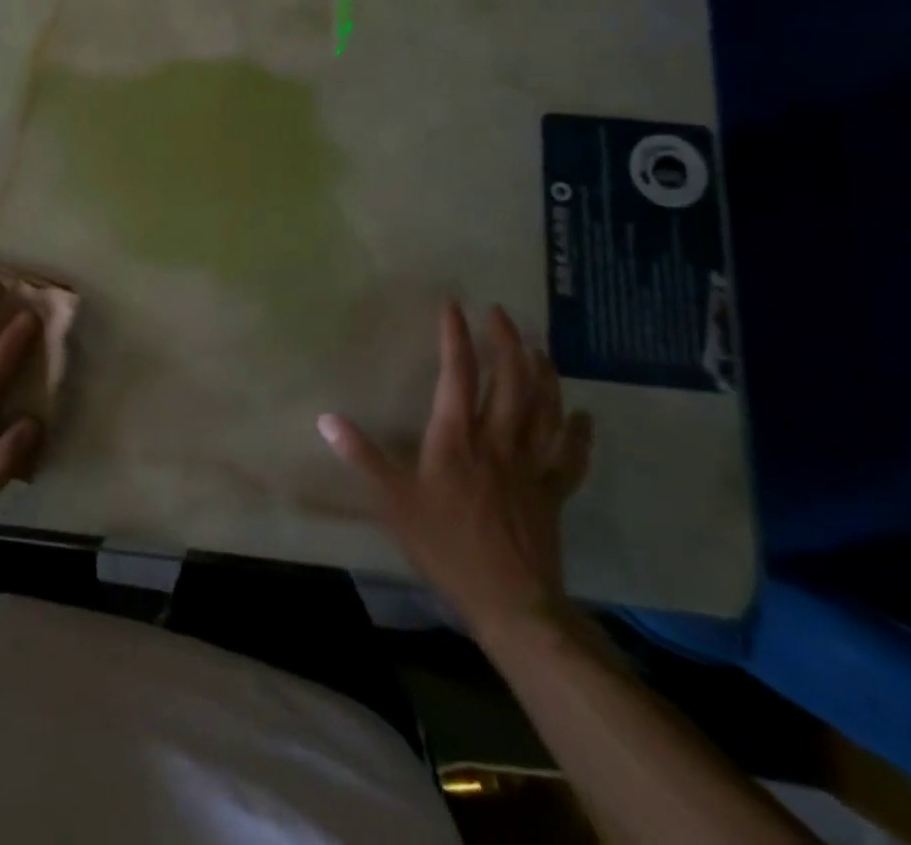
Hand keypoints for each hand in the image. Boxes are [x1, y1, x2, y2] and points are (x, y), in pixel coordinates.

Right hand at [318, 300, 592, 641]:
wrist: (511, 604)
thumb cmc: (446, 547)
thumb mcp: (392, 501)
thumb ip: (362, 456)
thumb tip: (326, 419)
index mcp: (457, 438)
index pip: (457, 375)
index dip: (455, 337)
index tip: (453, 306)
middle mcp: (498, 441)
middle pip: (511, 381)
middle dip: (506, 342)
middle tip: (500, 314)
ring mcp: (531, 466)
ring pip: (544, 409)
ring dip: (544, 374)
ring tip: (539, 347)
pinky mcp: (553, 493)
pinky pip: (572, 457)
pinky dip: (580, 434)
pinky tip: (584, 416)